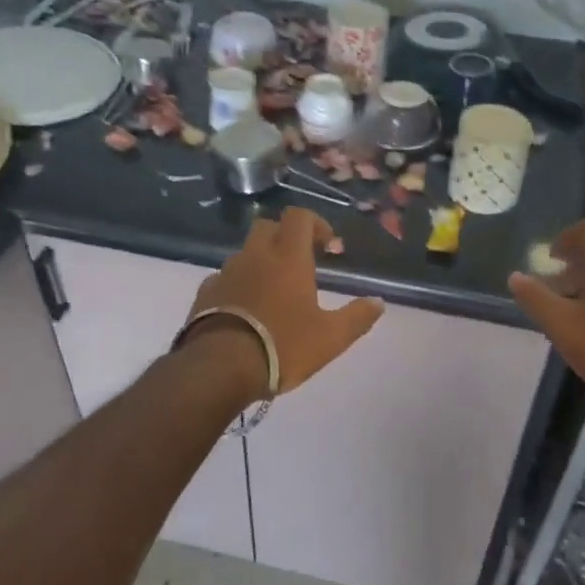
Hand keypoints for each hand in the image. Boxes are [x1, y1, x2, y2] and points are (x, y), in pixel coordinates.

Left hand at [186, 208, 384, 395]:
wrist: (220, 368)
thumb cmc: (283, 346)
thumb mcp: (331, 338)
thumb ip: (357, 317)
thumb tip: (378, 302)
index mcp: (288, 258)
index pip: (299, 217)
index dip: (315, 223)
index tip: (327, 245)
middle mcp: (255, 256)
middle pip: (267, 226)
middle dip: (285, 236)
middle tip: (300, 262)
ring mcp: (226, 273)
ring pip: (245, 253)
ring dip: (261, 261)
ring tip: (273, 291)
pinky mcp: (205, 293)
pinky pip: (225, 278)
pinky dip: (238, 284)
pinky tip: (245, 309)